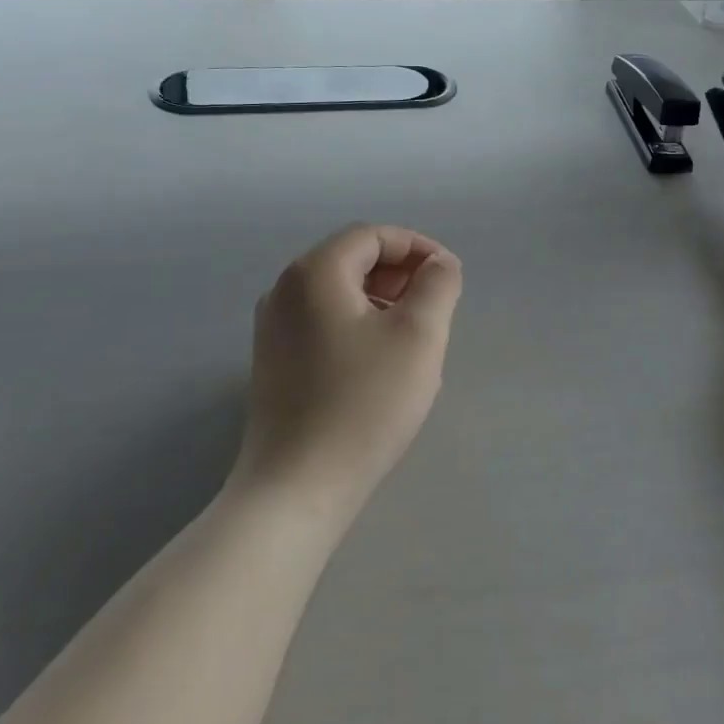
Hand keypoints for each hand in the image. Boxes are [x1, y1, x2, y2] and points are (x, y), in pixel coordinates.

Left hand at [238, 224, 462, 518]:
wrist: (297, 487)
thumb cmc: (364, 403)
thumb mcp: (419, 335)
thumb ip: (438, 284)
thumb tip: (439, 264)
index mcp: (314, 273)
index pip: (372, 236)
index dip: (417, 247)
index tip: (450, 276)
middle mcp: (284, 290)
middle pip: (352, 259)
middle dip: (401, 273)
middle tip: (436, 305)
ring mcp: (273, 328)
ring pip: (338, 292)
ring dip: (382, 299)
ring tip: (415, 334)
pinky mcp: (273, 362)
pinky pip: (323, 321)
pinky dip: (359, 323)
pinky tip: (382, 360)